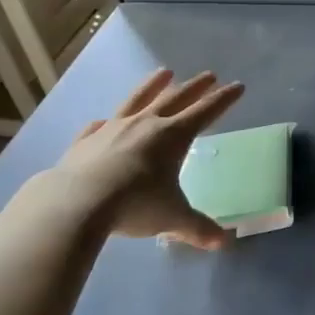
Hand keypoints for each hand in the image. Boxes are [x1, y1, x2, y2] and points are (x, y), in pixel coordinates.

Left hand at [43, 68, 245, 246]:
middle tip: (209, 75)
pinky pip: (99, 125)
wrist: (75, 203)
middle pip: (176, 98)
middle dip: (196, 86)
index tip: (238, 86)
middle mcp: (146, 124)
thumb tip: (222, 242)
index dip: (224, 99)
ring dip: (153, 85)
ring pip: (138, 99)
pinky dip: (106, 121)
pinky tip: (104, 120)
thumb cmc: (135, 205)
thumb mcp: (172, 218)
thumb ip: (197, 228)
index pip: (207, 111)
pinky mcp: (86, 141)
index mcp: (174, 136)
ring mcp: (113, 129)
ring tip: (163, 72)